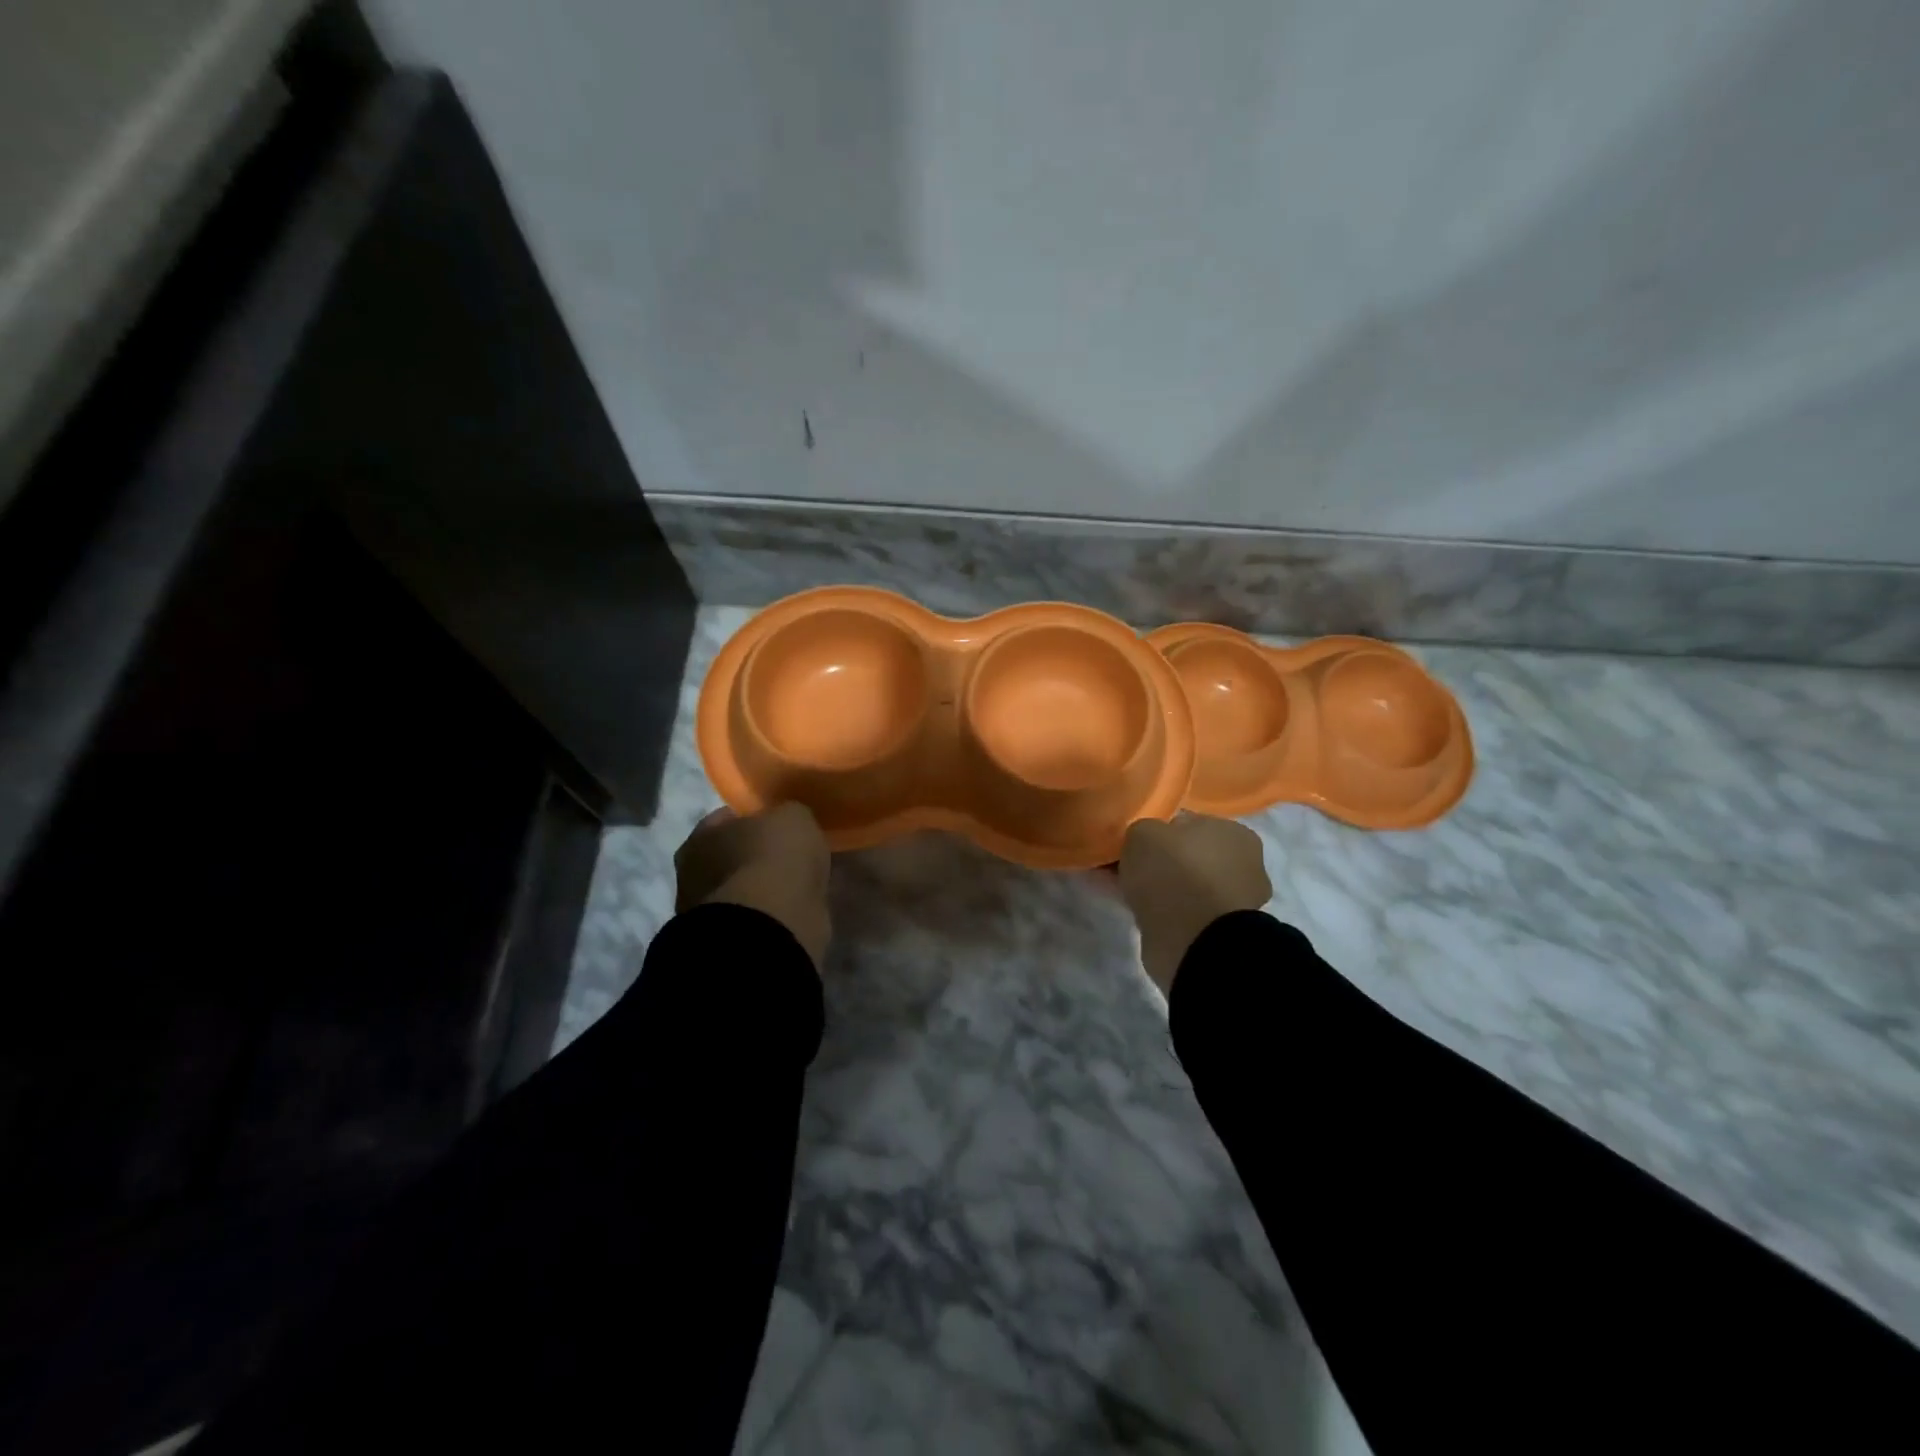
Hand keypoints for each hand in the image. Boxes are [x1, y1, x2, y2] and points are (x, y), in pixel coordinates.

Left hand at [674, 803, 831, 970]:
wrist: (771, 926)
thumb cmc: (774, 860)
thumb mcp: (793, 817)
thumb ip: (786, 815)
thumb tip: (786, 822)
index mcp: (700, 837)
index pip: (726, 818)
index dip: (754, 818)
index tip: (779, 824)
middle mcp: (693, 874)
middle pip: (730, 856)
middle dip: (756, 856)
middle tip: (788, 856)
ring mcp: (708, 913)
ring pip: (742, 889)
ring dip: (763, 888)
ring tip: (796, 886)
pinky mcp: (728, 942)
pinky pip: (755, 917)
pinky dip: (771, 914)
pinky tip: (795, 909)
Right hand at [1118, 814, 1271, 993]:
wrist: (1194, 940)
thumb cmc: (1175, 871)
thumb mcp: (1144, 832)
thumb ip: (1144, 831)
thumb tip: (1146, 843)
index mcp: (1235, 833)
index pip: (1189, 823)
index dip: (1159, 832)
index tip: (1134, 843)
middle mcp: (1243, 866)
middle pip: (1187, 856)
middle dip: (1158, 861)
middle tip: (1125, 867)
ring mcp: (1233, 902)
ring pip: (1183, 886)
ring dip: (1158, 888)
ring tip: (1123, 891)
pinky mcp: (1219, 933)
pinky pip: (1181, 912)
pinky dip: (1160, 911)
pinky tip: (1133, 911)